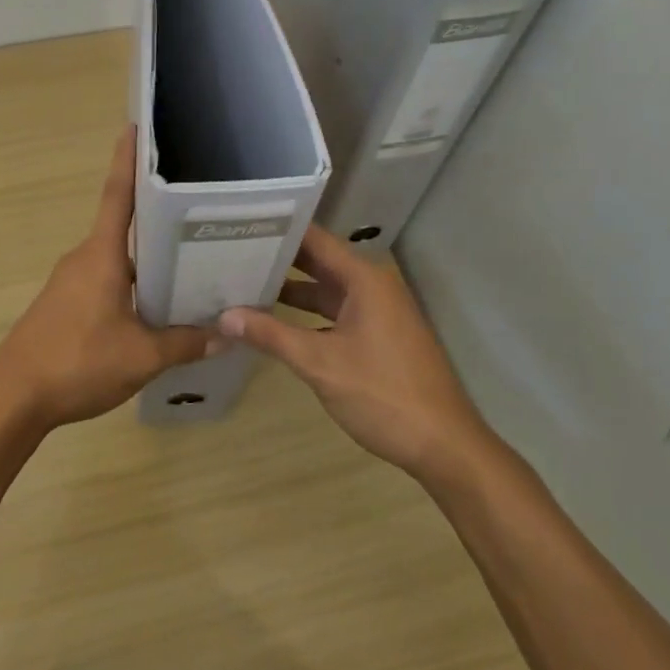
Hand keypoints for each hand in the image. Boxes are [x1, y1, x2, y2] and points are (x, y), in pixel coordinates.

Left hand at [0, 127, 214, 432]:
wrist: (13, 397)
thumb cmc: (77, 362)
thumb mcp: (141, 356)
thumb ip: (185, 343)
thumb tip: (226, 333)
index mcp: (102, 255)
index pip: (117, 195)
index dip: (127, 160)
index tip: (135, 127)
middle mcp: (84, 258)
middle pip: (123, 226)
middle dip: (155, 215)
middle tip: (196, 209)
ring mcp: (70, 281)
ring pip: (116, 258)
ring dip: (146, 256)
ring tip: (187, 260)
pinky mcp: (64, 303)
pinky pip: (104, 279)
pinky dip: (130, 281)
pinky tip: (152, 304)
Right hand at [219, 226, 488, 479]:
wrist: (444, 445)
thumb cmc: (383, 395)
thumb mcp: (320, 364)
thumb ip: (272, 336)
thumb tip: (225, 315)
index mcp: (364, 278)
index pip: (314, 238)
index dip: (279, 230)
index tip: (242, 224)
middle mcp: (372, 285)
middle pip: (319, 260)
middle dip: (279, 258)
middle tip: (233, 249)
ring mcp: (377, 310)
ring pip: (326, 288)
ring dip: (291, 288)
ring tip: (244, 281)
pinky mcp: (378, 334)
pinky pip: (336, 311)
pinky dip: (308, 313)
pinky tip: (275, 321)